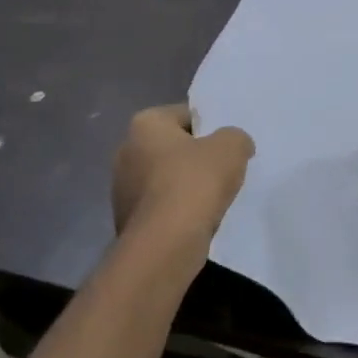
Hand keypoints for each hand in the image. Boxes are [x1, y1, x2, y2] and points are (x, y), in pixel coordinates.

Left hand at [111, 104, 254, 240]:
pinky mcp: (127, 219)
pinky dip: (178, 210)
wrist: (166, 242)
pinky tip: (198, 219)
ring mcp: (121, 188)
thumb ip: (236, 137)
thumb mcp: (232, 148)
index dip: (211, 127)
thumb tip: (235, 144)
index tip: (229, 145)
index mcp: (145, 123)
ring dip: (186, 186)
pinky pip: (161, 206)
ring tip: (214, 199)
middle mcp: (126, 150)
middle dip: (196, 157)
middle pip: (173, 147)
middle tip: (225, 170)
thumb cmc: (195, 182)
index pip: (185, 115)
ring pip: (165, 178)